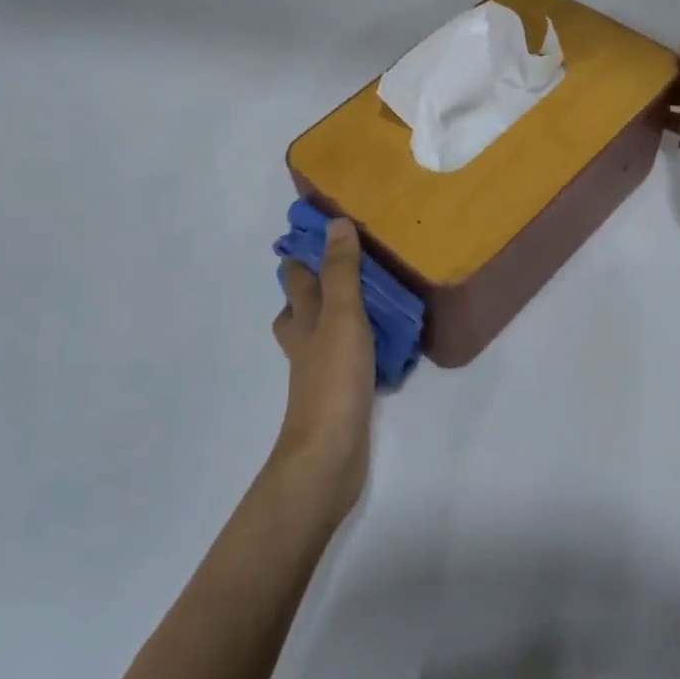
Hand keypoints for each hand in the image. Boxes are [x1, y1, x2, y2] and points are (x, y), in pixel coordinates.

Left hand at [272, 218, 375, 519]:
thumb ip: (342, 272)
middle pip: (301, 306)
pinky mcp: (340, 391)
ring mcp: (320, 368)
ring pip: (323, 331)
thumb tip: (335, 223)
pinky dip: (359, 343)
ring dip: (338, 313)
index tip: (322, 229)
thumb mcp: (341, 316)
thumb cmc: (333, 379)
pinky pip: (347, 355)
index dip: (303, 253)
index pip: (295, 277)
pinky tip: (383, 343)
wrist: (329, 455)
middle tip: (349, 260)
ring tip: (371, 296)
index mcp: (302, 318)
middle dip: (316, 283)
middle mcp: (305, 340)